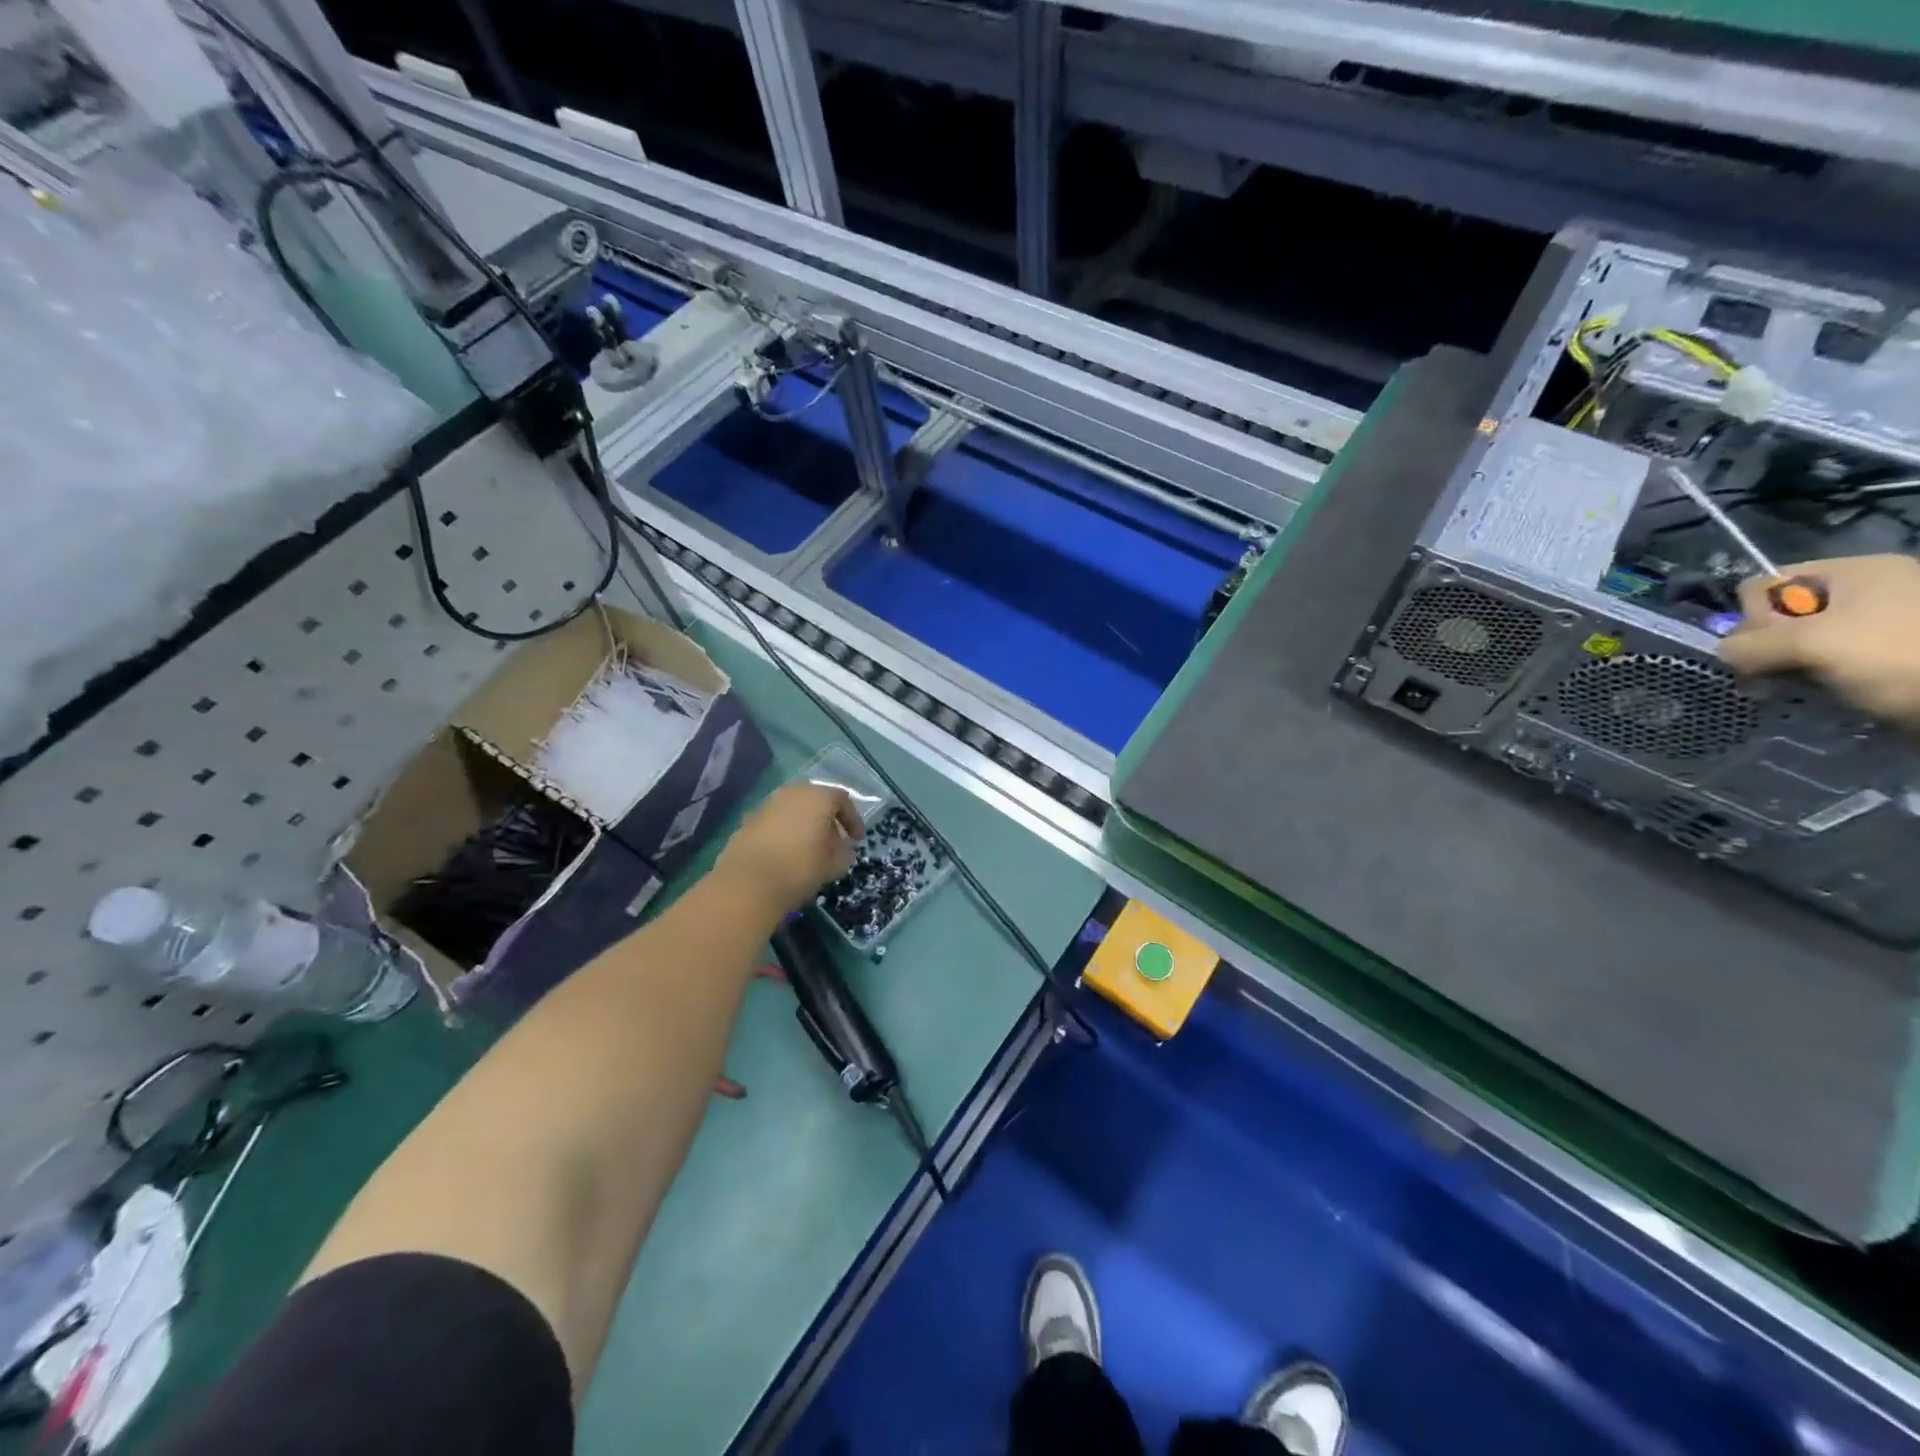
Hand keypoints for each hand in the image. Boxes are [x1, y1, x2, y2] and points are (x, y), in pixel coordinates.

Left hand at [714, 783, 861, 913]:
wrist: (747, 884)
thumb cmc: (799, 869)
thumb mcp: (832, 865)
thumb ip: (844, 853)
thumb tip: (844, 849)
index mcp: (817, 797)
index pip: (842, 800)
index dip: (852, 819)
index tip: (857, 840)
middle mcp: (791, 793)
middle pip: (815, 800)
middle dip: (827, 819)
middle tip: (833, 841)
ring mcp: (766, 805)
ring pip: (793, 809)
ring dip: (804, 824)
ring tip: (809, 849)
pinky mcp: (747, 821)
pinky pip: (775, 821)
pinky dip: (784, 832)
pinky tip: (785, 854)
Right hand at [1719, 554, 1919, 729]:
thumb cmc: (1899, 657)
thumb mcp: (1811, 645)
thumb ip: (1749, 645)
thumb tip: (1725, 652)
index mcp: (1857, 571)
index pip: (1767, 583)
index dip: (1754, 615)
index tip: (1772, 642)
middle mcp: (1869, 589)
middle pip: (1784, 612)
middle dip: (1773, 644)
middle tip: (1786, 670)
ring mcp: (1882, 623)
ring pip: (1803, 640)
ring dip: (1792, 665)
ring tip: (1807, 685)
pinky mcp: (1889, 654)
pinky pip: (1829, 659)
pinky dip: (1817, 676)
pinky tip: (1824, 691)